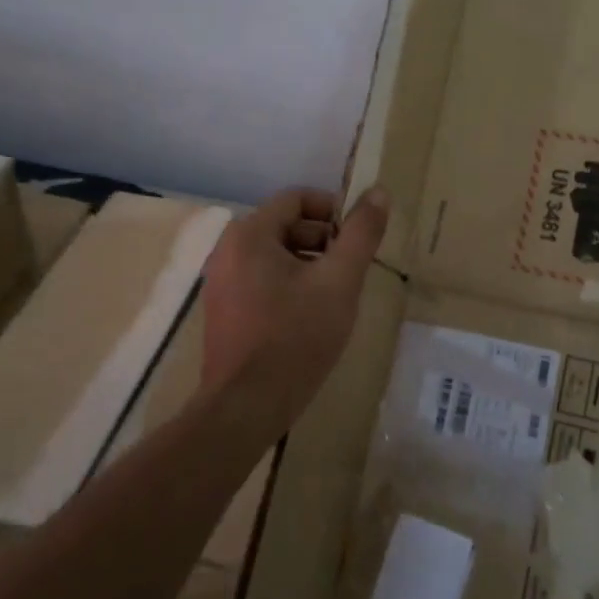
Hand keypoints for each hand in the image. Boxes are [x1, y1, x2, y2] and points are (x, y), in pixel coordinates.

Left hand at [199, 185, 389, 417]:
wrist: (247, 406)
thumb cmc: (296, 336)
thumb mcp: (339, 281)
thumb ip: (361, 234)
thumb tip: (378, 192)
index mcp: (250, 234)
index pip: (297, 199)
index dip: (334, 211)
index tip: (360, 238)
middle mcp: (227, 250)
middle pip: (285, 226)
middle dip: (323, 241)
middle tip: (352, 270)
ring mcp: (220, 283)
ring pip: (275, 257)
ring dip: (309, 265)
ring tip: (336, 295)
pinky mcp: (223, 312)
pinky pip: (261, 281)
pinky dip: (289, 286)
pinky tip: (311, 317)